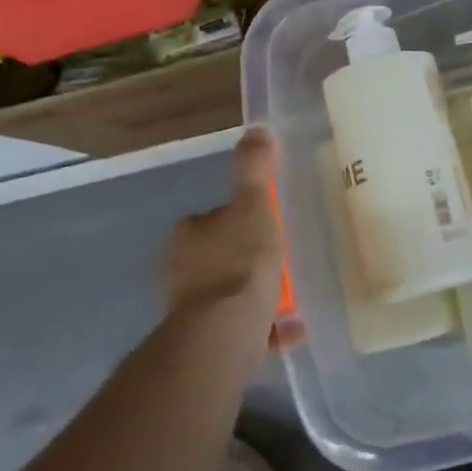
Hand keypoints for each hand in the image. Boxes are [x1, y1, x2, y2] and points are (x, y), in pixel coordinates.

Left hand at [164, 128, 282, 320]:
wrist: (224, 334)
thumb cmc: (239, 262)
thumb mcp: (253, 206)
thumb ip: (254, 169)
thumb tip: (257, 129)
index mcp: (188, 235)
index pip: (212, 218)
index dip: (238, 218)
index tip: (265, 224)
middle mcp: (180, 270)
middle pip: (218, 255)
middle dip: (245, 257)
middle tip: (279, 259)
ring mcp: (190, 309)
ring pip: (228, 293)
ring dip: (253, 294)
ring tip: (290, 296)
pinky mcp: (205, 341)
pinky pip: (240, 327)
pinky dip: (262, 326)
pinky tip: (291, 328)